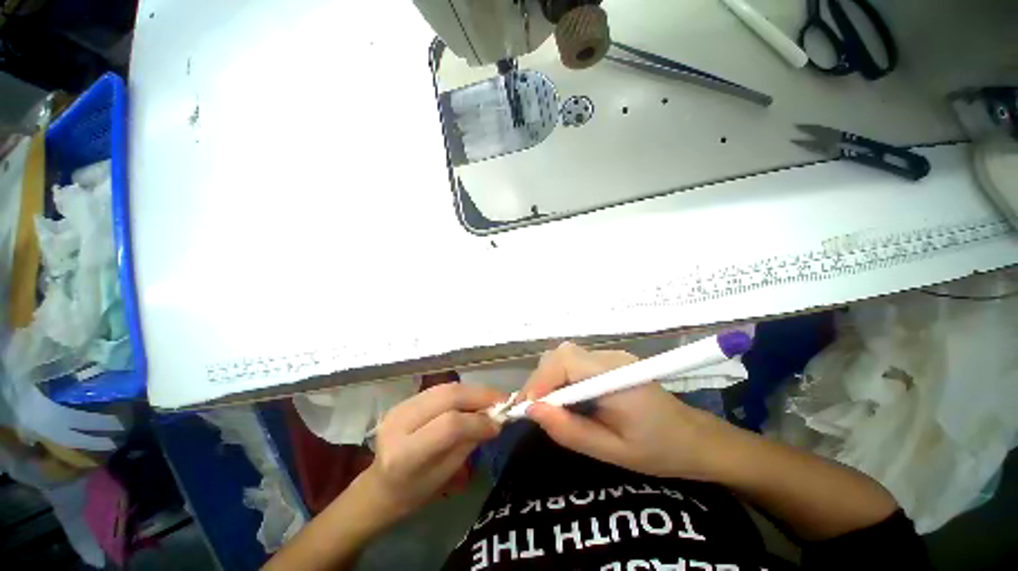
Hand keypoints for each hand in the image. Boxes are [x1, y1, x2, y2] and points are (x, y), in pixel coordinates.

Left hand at [364, 383, 505, 519]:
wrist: (380, 486)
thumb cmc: (414, 492)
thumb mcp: (445, 475)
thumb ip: (469, 442)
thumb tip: (495, 420)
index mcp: (405, 454)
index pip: (449, 425)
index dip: (478, 421)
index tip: (500, 423)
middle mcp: (399, 423)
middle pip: (448, 397)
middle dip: (480, 395)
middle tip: (503, 400)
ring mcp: (399, 407)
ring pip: (446, 388)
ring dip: (473, 391)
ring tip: (492, 398)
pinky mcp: (404, 400)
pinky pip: (440, 389)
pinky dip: (462, 391)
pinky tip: (474, 398)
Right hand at [522, 342, 735, 479]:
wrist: (695, 439)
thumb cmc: (660, 451)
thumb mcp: (613, 451)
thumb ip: (571, 431)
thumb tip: (532, 411)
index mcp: (616, 376)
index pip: (565, 362)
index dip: (540, 381)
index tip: (525, 409)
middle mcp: (610, 358)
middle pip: (561, 355)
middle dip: (540, 380)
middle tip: (532, 411)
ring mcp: (610, 357)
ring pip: (565, 357)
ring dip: (548, 379)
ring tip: (545, 408)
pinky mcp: (609, 362)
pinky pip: (574, 363)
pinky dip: (560, 379)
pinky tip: (563, 401)